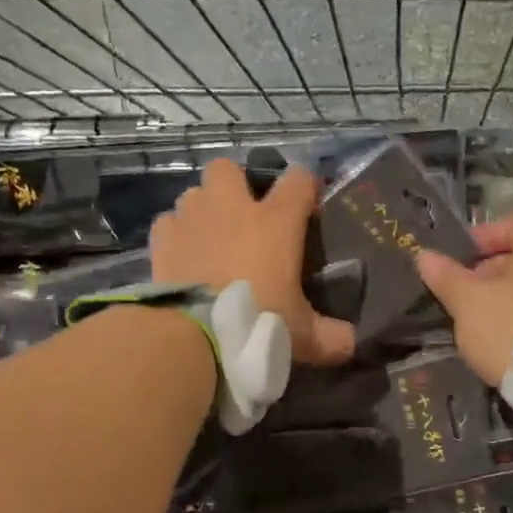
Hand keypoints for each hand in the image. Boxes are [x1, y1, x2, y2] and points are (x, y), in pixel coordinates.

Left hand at [151, 158, 355, 366]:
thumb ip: (331, 337)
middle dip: (234, 184)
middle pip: (228, 168)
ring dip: (203, 210)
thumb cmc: (260, 323)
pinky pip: (168, 223)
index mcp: (276, 221)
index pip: (299, 179)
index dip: (305, 188)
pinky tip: (182, 256)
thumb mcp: (303, 336)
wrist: (197, 335)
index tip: (307, 210)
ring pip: (194, 193)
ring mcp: (193, 218)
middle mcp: (232, 207)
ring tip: (209, 238)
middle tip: (242, 215)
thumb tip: (350, 344)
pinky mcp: (162, 239)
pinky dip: (175, 234)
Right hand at [414, 213, 512, 385]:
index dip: (474, 243)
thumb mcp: (469, 301)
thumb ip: (446, 277)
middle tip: (455, 298)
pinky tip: (497, 342)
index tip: (450, 265)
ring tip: (471, 325)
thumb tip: (424, 256)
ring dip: (497, 303)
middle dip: (482, 277)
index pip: (503, 227)